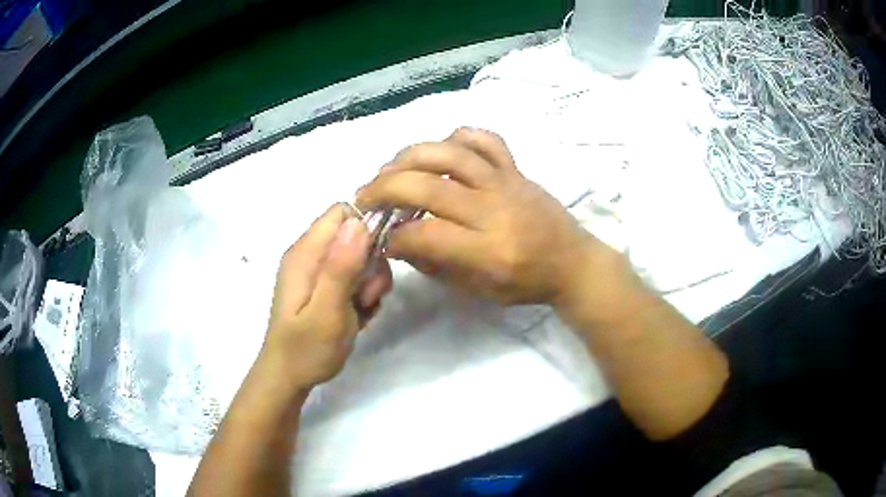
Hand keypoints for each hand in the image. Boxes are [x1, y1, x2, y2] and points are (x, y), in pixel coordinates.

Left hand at [260, 204, 392, 390]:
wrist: (289, 377)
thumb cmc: (306, 348)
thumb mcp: (327, 310)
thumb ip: (341, 267)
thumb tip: (358, 222)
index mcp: (305, 254)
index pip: (341, 213)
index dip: (366, 226)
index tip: (378, 258)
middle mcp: (310, 256)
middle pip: (354, 235)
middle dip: (370, 262)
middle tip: (367, 296)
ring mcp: (317, 272)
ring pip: (359, 258)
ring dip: (370, 282)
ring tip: (362, 309)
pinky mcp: (324, 287)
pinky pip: (354, 278)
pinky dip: (363, 294)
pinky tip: (358, 315)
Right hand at [355, 127, 600, 306]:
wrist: (572, 262)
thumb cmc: (526, 283)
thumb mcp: (478, 291)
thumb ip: (436, 266)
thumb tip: (399, 241)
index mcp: (487, 252)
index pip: (424, 236)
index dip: (393, 237)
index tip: (382, 239)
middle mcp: (493, 211)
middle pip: (426, 187)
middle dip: (384, 189)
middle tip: (365, 197)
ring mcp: (505, 183)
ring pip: (449, 155)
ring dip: (408, 157)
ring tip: (389, 169)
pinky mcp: (515, 169)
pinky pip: (484, 139)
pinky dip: (457, 137)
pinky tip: (440, 151)